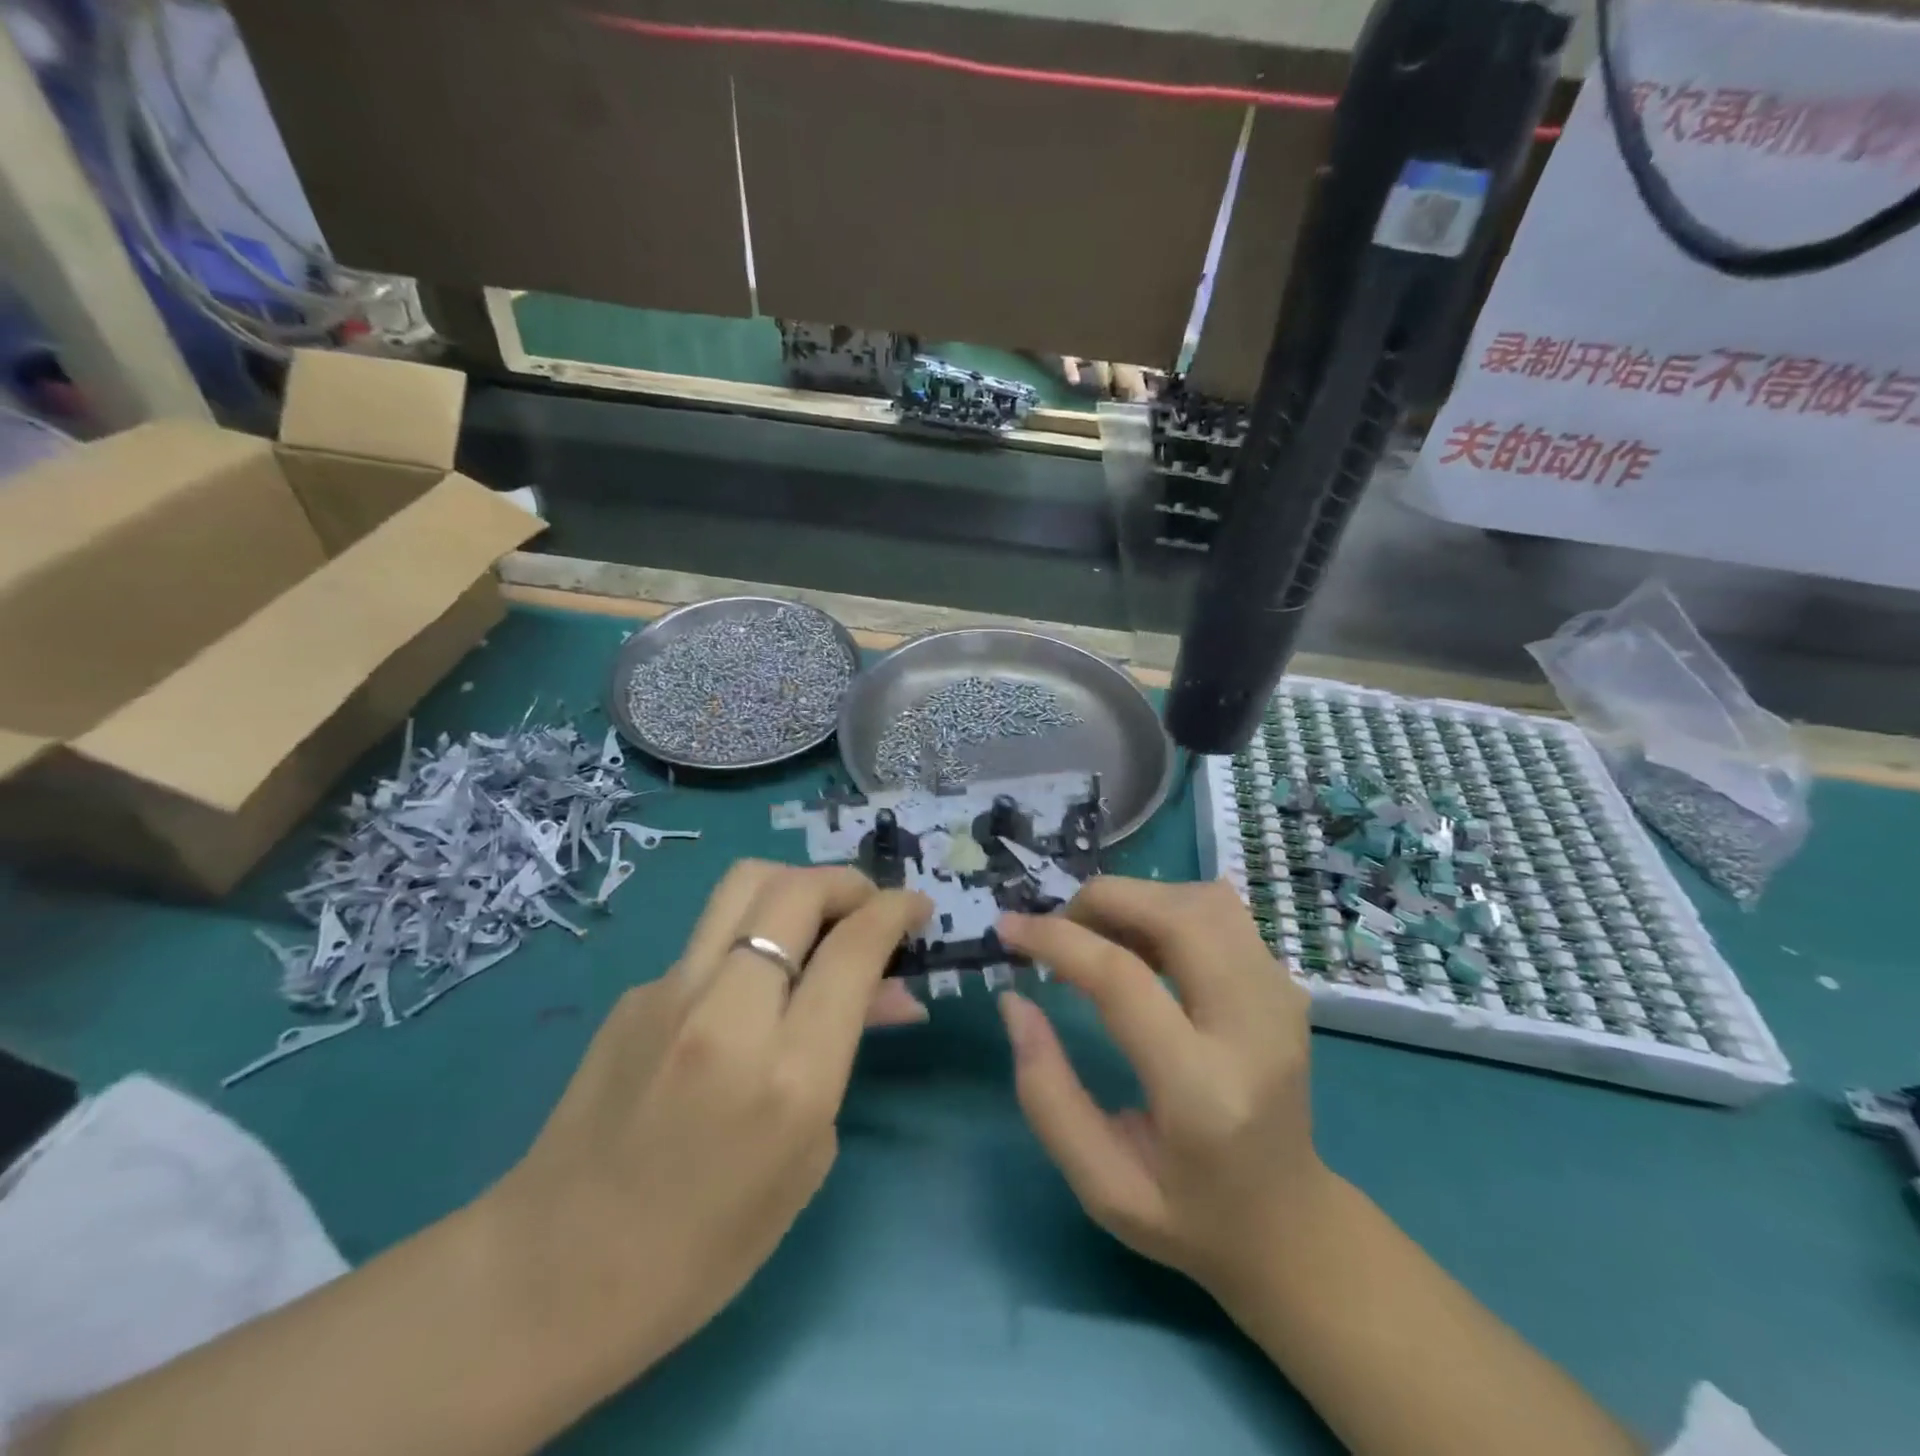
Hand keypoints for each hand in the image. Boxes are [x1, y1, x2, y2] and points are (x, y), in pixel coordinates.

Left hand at [487, 861, 930, 1375]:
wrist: (557, 1273)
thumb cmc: (707, 1245)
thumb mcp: (808, 1153)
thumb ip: (847, 1051)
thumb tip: (889, 991)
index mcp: (788, 1072)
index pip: (854, 947)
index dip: (896, 911)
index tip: (917, 908)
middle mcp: (729, 1012)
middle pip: (797, 889)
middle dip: (848, 883)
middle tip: (868, 909)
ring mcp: (671, 992)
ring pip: (746, 884)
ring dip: (797, 886)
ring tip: (817, 919)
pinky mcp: (636, 992)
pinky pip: (711, 936)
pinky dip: (749, 938)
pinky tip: (749, 987)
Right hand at [995, 878, 1324, 1301]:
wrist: (1290, 1225)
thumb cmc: (1189, 1216)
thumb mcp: (1100, 1185)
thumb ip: (1047, 1092)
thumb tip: (1014, 1000)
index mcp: (1204, 1092)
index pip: (1124, 981)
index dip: (1057, 940)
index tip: (1008, 929)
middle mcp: (1254, 1029)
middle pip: (1176, 915)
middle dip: (1102, 901)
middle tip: (1059, 929)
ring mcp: (1281, 999)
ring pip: (1204, 900)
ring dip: (1138, 900)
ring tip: (1099, 936)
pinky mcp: (1284, 985)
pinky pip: (1221, 913)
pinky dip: (1168, 909)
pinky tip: (1141, 944)